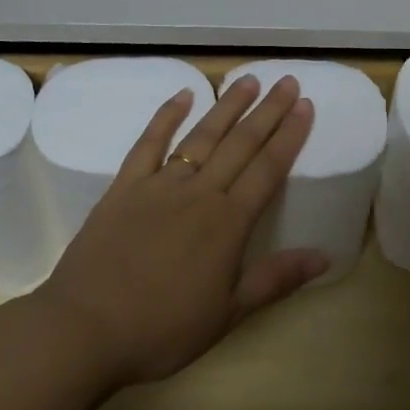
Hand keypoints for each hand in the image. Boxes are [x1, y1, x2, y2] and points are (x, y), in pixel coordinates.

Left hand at [35, 74, 326, 387]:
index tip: (306, 105)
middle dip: (267, 111)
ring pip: (201, 136)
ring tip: (248, 80)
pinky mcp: (124, 187)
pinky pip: (149, 144)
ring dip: (227, 106)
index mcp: (227, 223)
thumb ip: (276, 280)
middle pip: (240, 144)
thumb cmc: (161, 329)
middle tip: (288, 81)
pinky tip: (182, 94)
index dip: (290, 136)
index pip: (268, 169)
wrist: (84, 329)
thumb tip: (325, 256)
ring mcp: (159, 185)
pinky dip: (166, 116)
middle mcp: (199, 193)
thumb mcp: (228, 314)